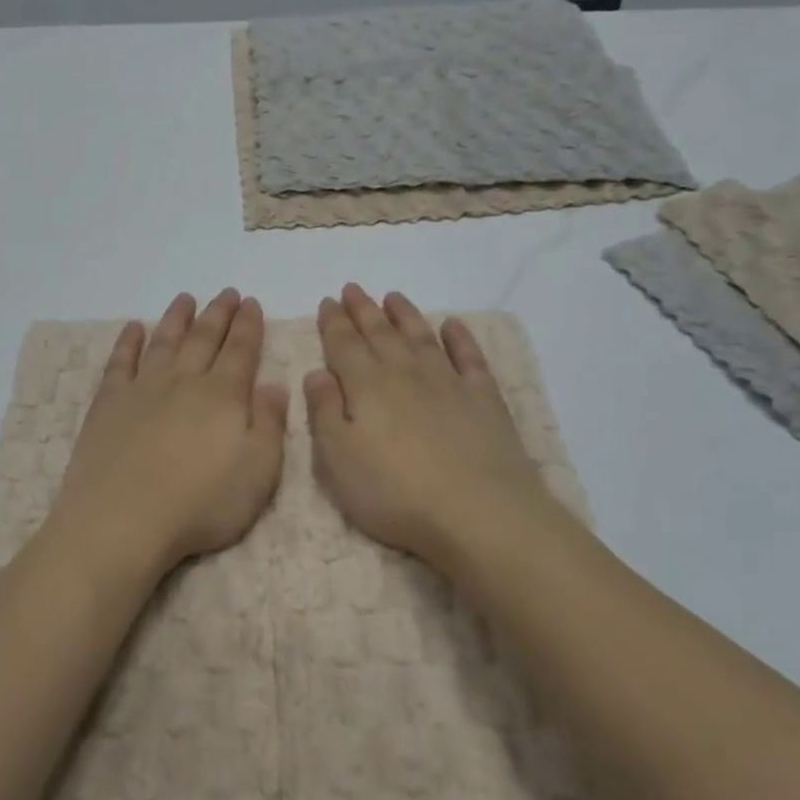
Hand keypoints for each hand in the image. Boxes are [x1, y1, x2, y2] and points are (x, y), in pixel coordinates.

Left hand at [47, 289, 288, 577]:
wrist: (123, 517)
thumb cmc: (200, 503)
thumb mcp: (258, 472)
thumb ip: (269, 424)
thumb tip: (275, 385)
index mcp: (223, 396)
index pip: (241, 350)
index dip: (248, 325)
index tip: (251, 303)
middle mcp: (184, 381)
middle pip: (204, 338)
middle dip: (219, 314)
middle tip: (227, 293)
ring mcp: (143, 388)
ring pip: (164, 341)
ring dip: (177, 318)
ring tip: (185, 298)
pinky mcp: (109, 402)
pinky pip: (120, 361)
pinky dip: (128, 342)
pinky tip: (132, 328)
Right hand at [304, 284, 563, 572]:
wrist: (479, 511)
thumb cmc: (395, 492)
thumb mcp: (338, 459)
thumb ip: (324, 411)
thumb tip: (316, 372)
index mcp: (366, 386)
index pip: (343, 344)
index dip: (333, 322)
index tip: (327, 301)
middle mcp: (405, 373)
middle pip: (380, 333)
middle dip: (363, 309)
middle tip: (353, 289)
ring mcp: (448, 382)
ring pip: (421, 336)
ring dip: (405, 314)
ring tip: (393, 297)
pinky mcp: (484, 398)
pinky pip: (469, 357)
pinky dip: (460, 337)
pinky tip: (453, 325)